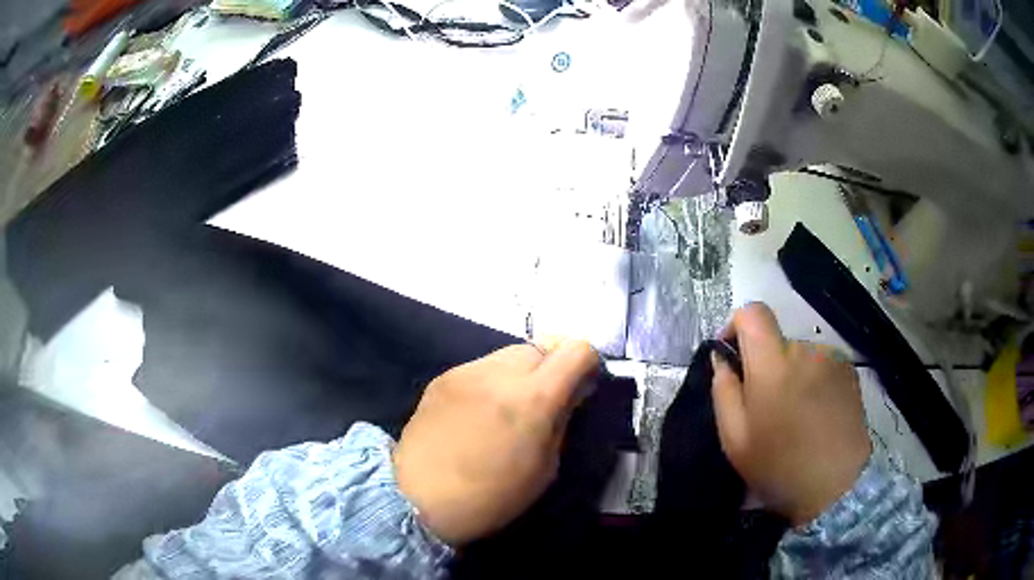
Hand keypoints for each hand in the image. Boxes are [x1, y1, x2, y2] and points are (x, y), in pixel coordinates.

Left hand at [393, 340, 598, 545]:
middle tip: (545, 400)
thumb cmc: (493, 497)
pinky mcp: (442, 378)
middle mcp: (500, 373)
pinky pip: (480, 367)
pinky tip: (478, 412)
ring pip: (509, 354)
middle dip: (552, 367)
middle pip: (542, 346)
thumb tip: (573, 392)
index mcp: (534, 398)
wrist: (418, 500)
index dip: (588, 363)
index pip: (577, 349)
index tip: (583, 385)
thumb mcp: (545, 468)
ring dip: (520, 373)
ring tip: (508, 406)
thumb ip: (562, 420)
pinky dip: (491, 381)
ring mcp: (466, 371)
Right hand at [711, 303, 870, 525]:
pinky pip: (821, 364)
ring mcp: (832, 358)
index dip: (736, 326)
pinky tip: (815, 414)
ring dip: (791, 373)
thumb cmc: (779, 465)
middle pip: (776, 340)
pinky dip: (812, 380)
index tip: (732, 356)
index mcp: (773, 363)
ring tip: (794, 414)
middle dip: (765, 364)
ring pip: (800, 355)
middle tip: (764, 405)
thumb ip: (723, 390)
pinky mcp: (849, 370)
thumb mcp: (735, 438)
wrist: (836, 484)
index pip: (752, 313)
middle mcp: (805, 349)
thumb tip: (722, 359)